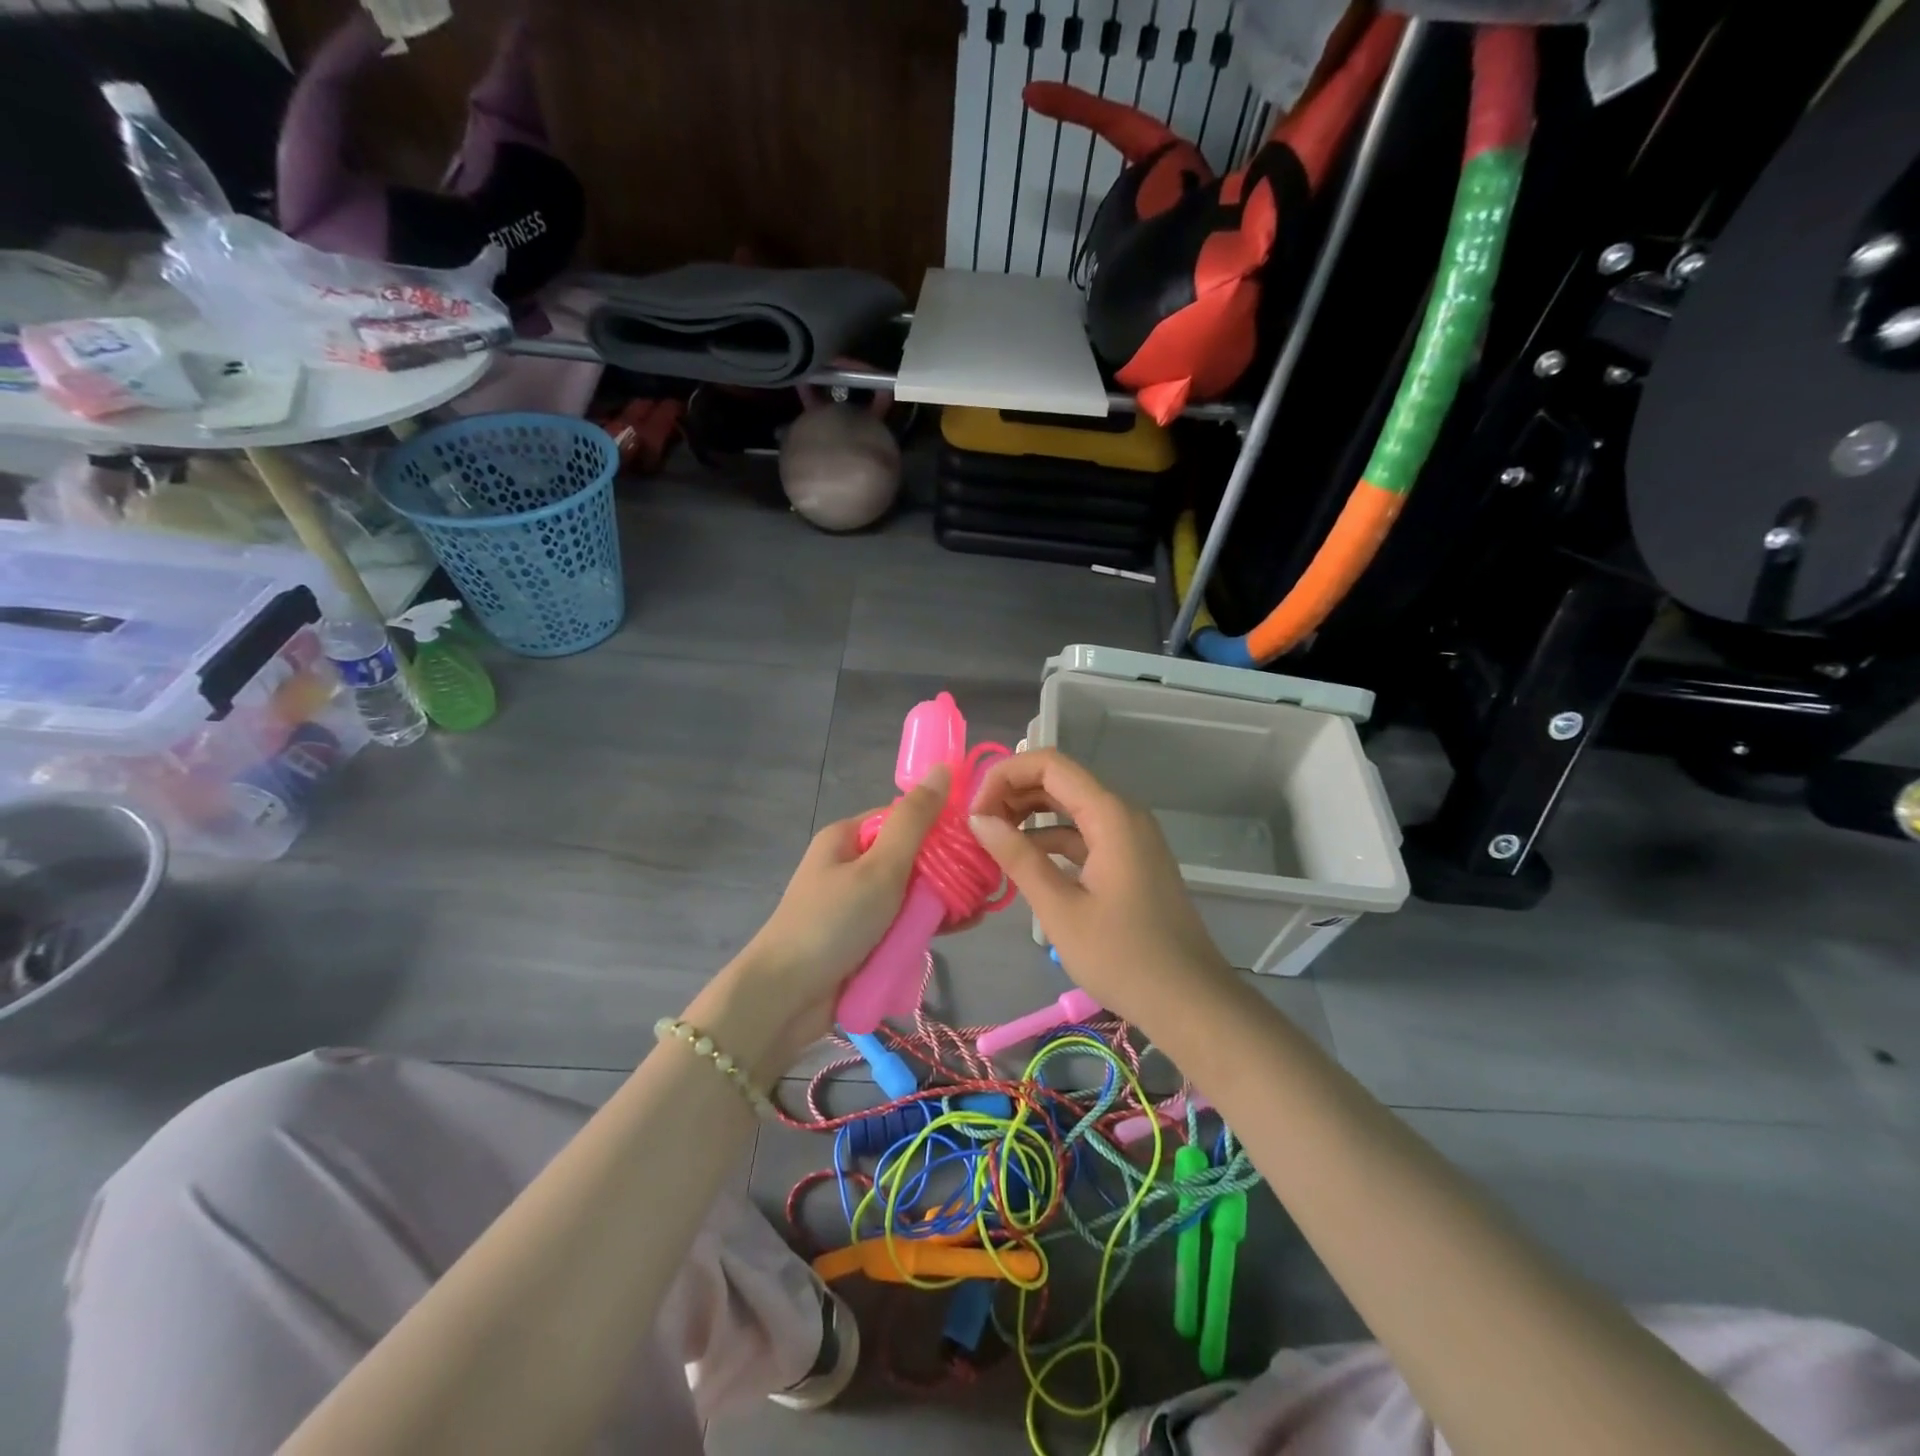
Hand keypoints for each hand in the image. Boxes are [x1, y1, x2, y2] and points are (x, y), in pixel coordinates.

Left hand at [687, 765, 951, 1077]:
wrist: (786, 997)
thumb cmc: (833, 922)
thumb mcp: (879, 867)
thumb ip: (915, 821)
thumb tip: (943, 769)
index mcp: (849, 837)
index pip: (906, 818)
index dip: (942, 826)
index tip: (978, 841)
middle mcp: (853, 864)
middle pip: (912, 856)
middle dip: (948, 869)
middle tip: (985, 883)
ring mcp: (858, 903)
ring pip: (912, 892)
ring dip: (942, 900)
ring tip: (978, 911)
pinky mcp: (865, 938)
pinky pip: (904, 922)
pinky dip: (928, 924)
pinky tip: (961, 929)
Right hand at [966, 749, 1231, 1026]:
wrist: (1190, 1002)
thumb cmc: (1124, 957)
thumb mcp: (1061, 910)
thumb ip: (1019, 858)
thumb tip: (978, 820)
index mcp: (1110, 815)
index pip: (1049, 764)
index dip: (1004, 775)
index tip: (974, 811)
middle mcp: (1122, 813)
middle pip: (1059, 780)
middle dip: (1013, 793)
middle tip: (976, 828)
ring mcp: (1129, 837)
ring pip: (1070, 807)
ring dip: (1029, 816)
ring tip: (991, 842)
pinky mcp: (1130, 860)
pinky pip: (1084, 833)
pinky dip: (1051, 840)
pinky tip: (1023, 862)